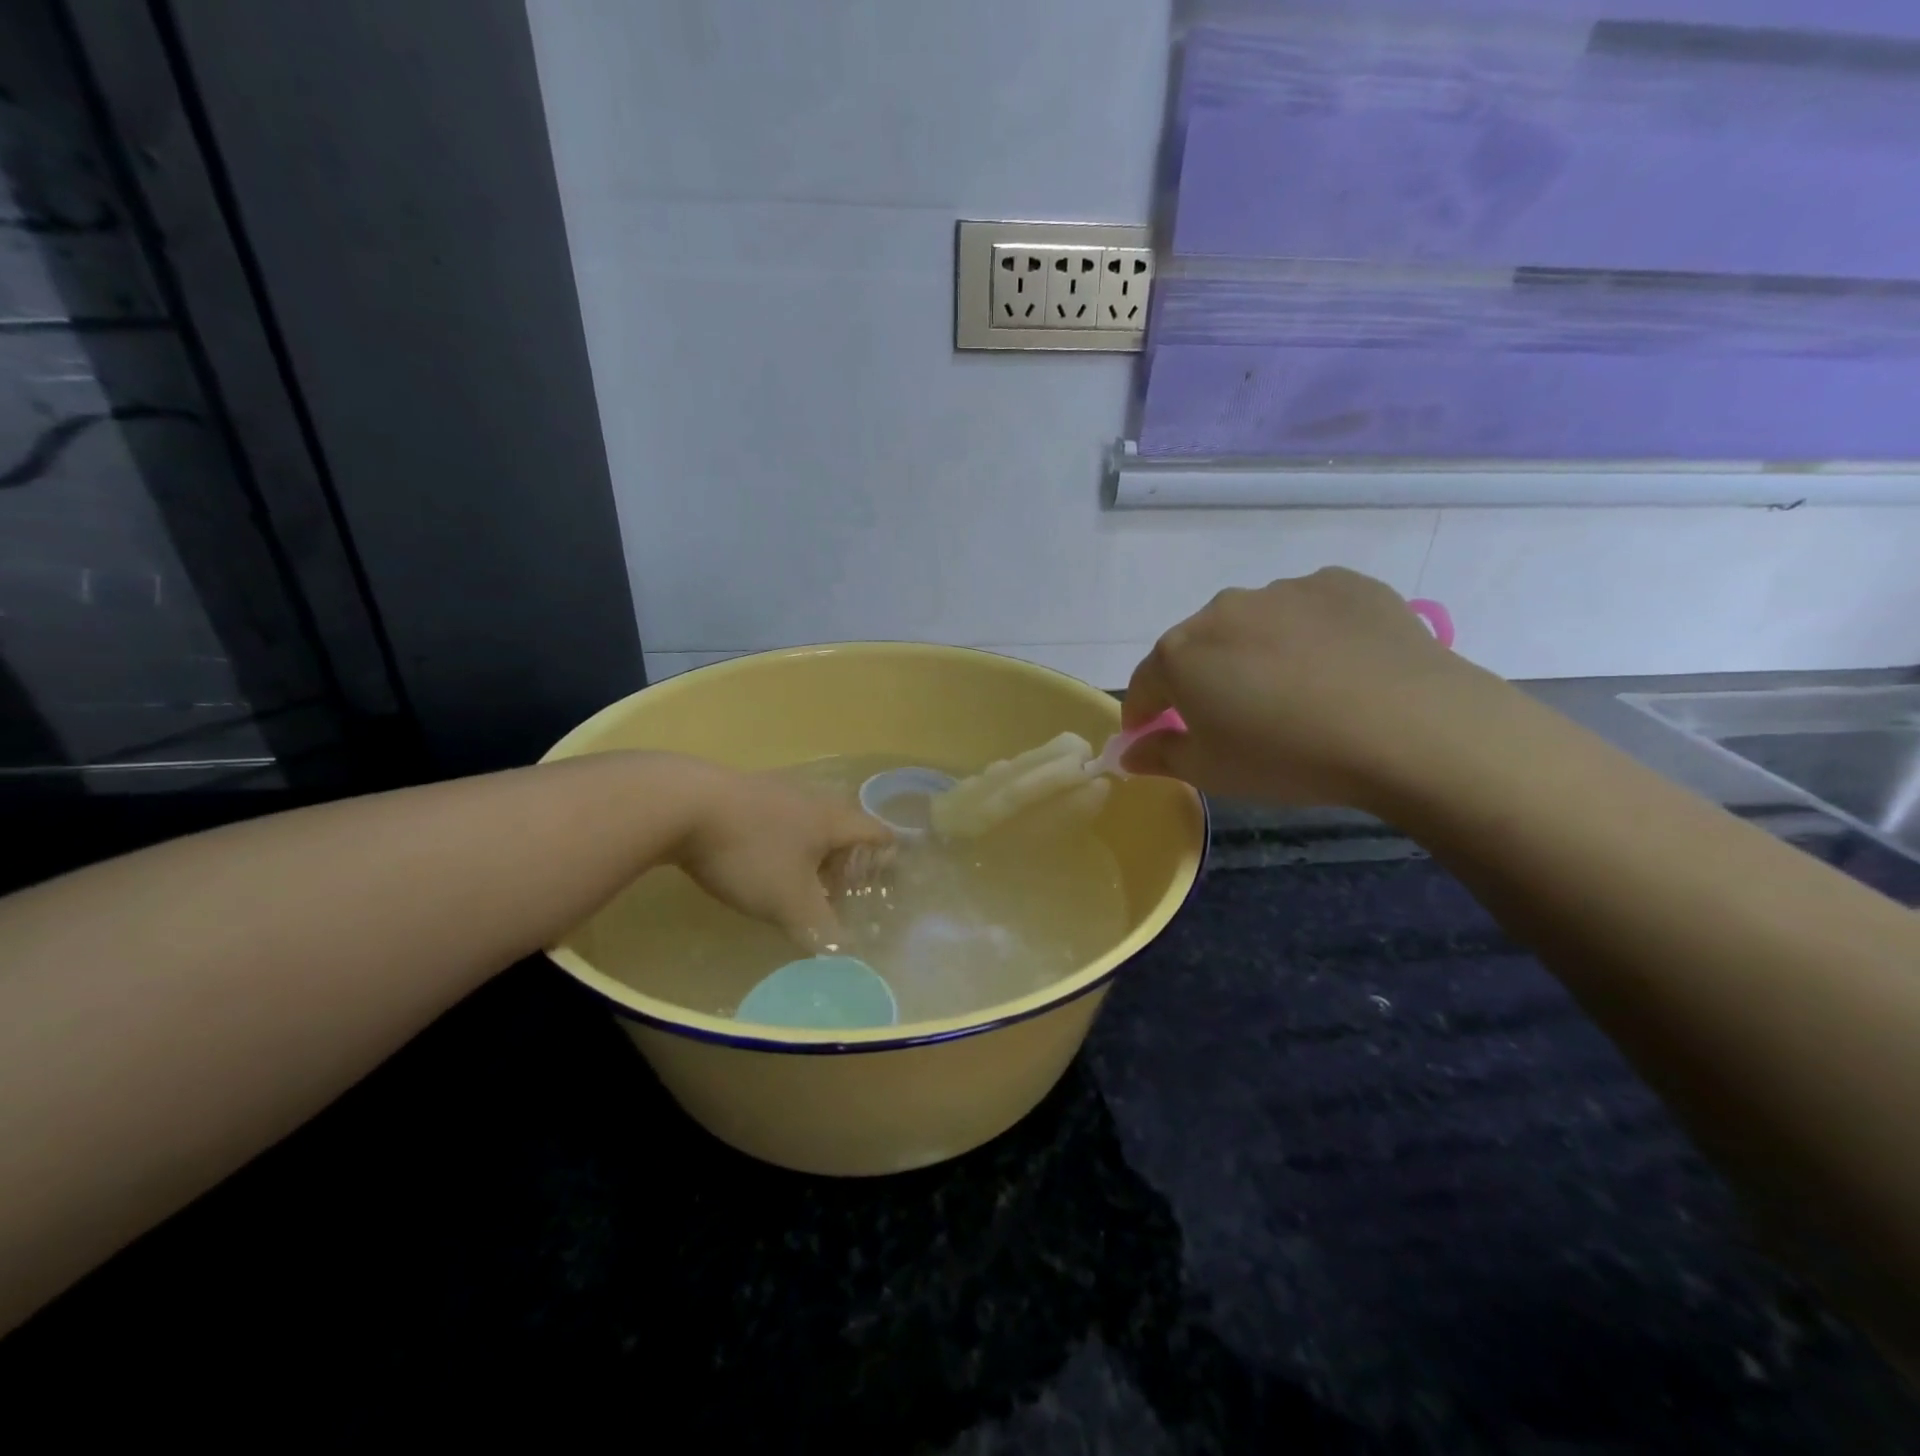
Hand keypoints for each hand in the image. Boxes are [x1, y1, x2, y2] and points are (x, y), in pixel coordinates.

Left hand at [671, 762, 892, 950]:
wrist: (683, 804)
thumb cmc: (751, 852)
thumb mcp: (789, 902)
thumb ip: (821, 929)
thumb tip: (845, 952)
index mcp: (833, 820)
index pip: (876, 832)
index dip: (887, 853)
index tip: (889, 873)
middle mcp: (811, 799)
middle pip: (843, 825)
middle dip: (846, 858)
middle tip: (839, 889)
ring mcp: (775, 790)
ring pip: (807, 821)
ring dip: (811, 850)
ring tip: (799, 880)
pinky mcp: (741, 792)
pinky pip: (775, 817)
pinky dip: (780, 840)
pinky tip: (759, 860)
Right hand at [1121, 568, 1477, 806]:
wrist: (1408, 726)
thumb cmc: (1288, 756)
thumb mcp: (1213, 772)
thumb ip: (1161, 756)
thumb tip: (1129, 752)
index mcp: (1180, 653)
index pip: (1145, 684)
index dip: (1144, 713)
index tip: (1151, 734)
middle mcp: (1223, 610)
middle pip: (1197, 648)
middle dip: (1201, 680)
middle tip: (1230, 717)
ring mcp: (1285, 590)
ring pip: (1252, 625)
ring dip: (1255, 653)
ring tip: (1294, 692)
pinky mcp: (1342, 583)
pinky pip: (1307, 611)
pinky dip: (1307, 634)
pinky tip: (1336, 666)